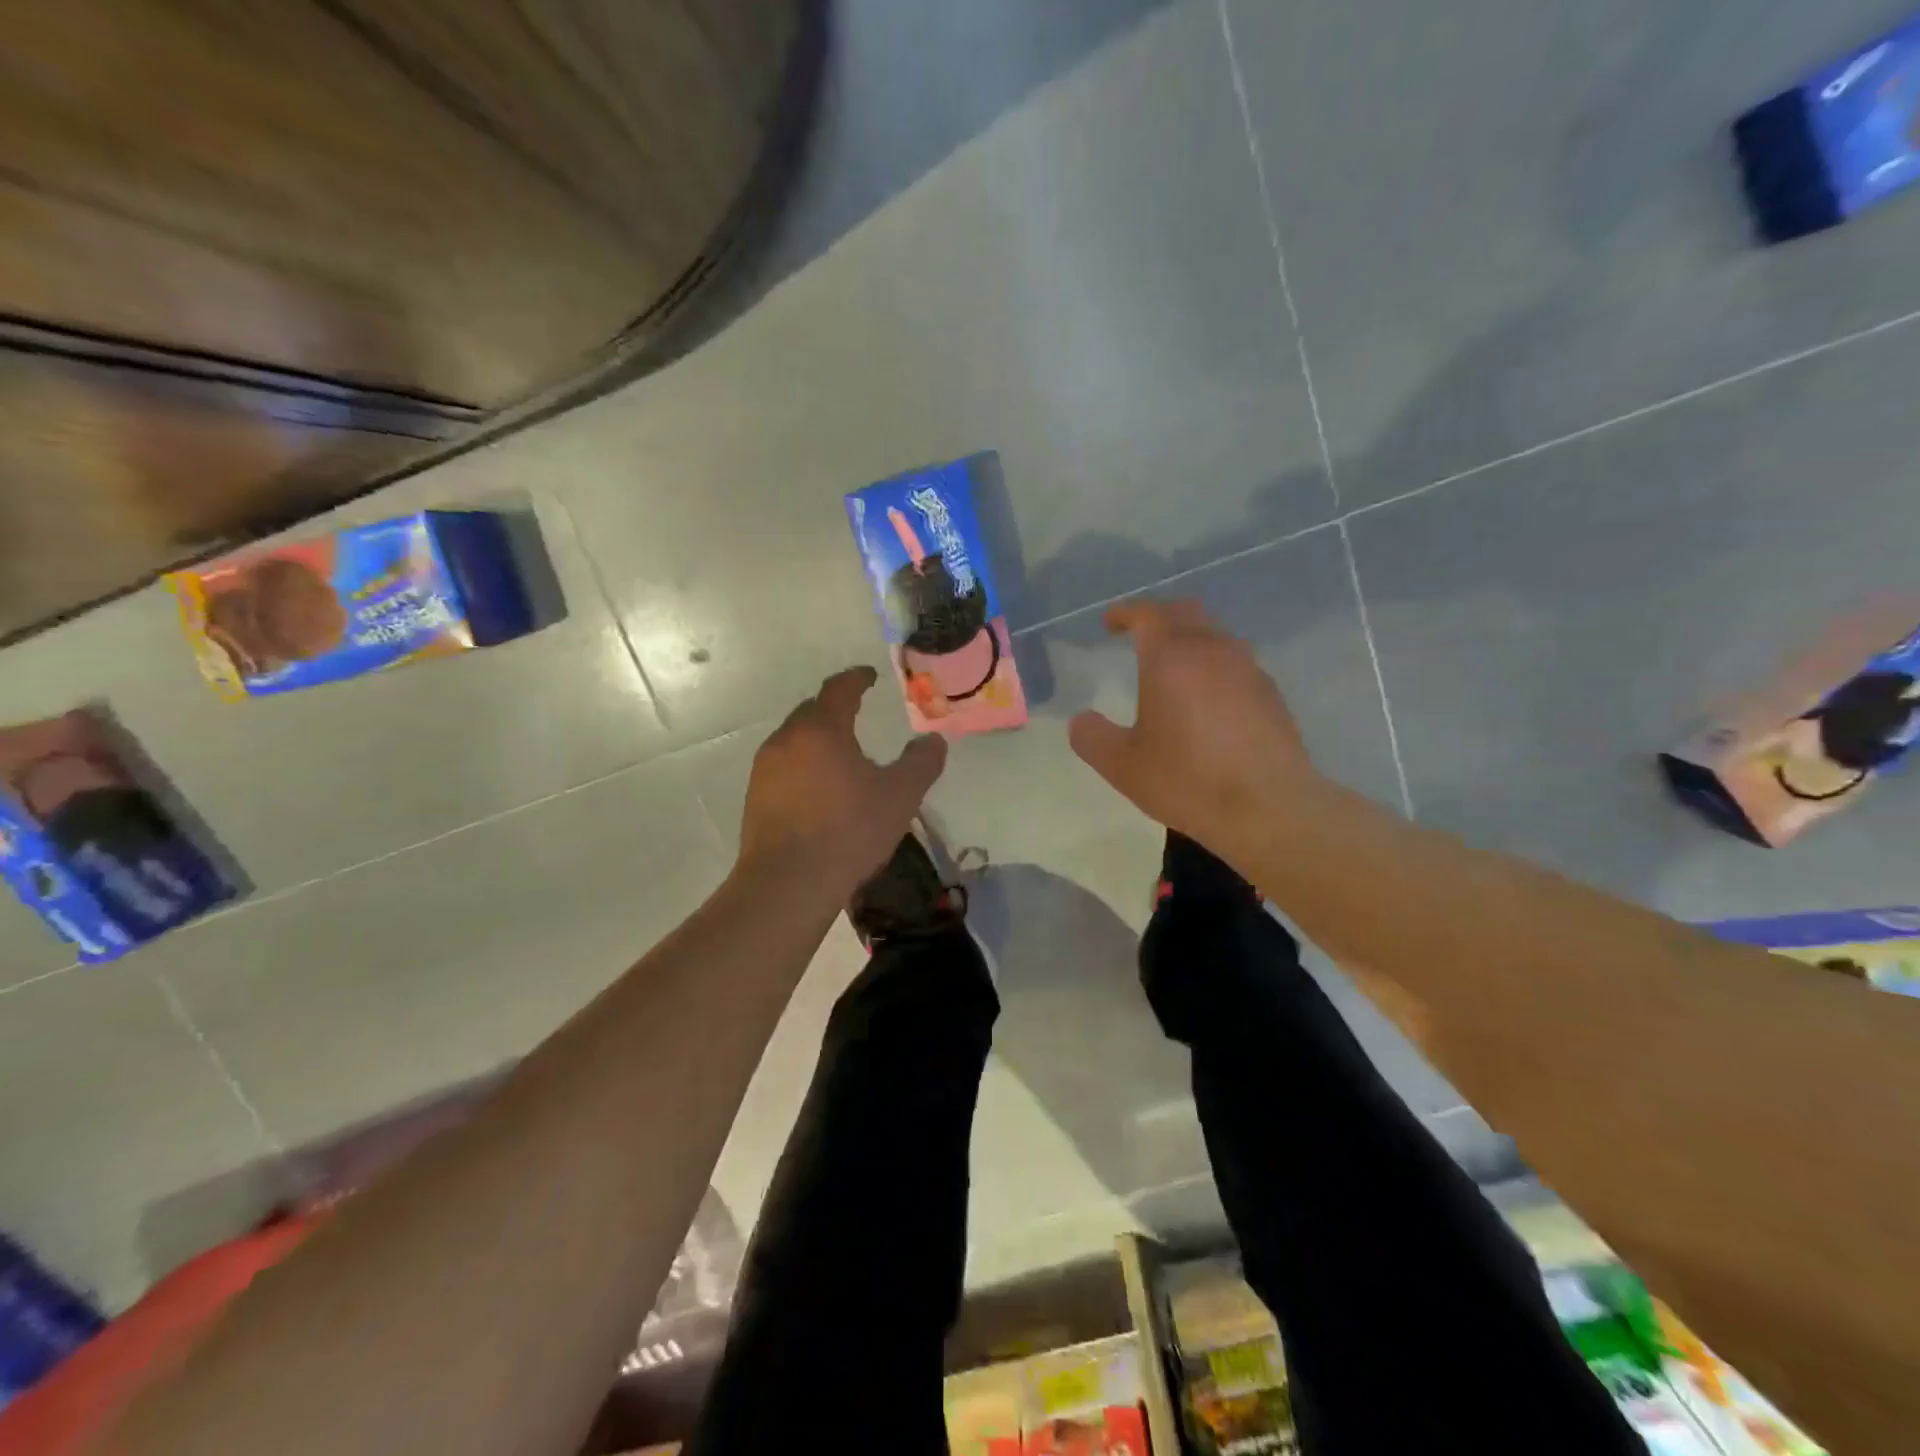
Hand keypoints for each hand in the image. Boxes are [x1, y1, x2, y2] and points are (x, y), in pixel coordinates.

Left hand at [739, 667, 948, 890]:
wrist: (787, 883)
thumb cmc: (848, 831)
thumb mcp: (900, 796)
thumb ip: (921, 763)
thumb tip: (934, 741)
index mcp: (822, 729)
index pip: (839, 688)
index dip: (857, 678)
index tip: (870, 676)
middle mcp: (787, 739)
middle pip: (812, 711)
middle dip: (834, 708)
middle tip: (857, 714)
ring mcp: (765, 769)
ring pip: (794, 739)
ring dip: (817, 739)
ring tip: (841, 755)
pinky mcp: (755, 797)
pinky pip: (783, 767)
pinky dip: (803, 765)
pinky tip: (819, 790)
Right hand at [1068, 600, 1317, 847]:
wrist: (1269, 808)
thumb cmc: (1188, 780)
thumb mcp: (1122, 766)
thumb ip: (1093, 738)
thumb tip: (1081, 721)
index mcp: (1171, 658)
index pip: (1147, 614)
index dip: (1125, 612)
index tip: (1109, 622)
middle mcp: (1212, 651)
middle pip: (1185, 613)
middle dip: (1159, 616)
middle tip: (1139, 634)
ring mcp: (1248, 669)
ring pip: (1215, 635)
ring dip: (1189, 638)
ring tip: (1173, 665)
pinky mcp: (1270, 693)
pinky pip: (1236, 662)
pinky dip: (1214, 665)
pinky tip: (1207, 697)